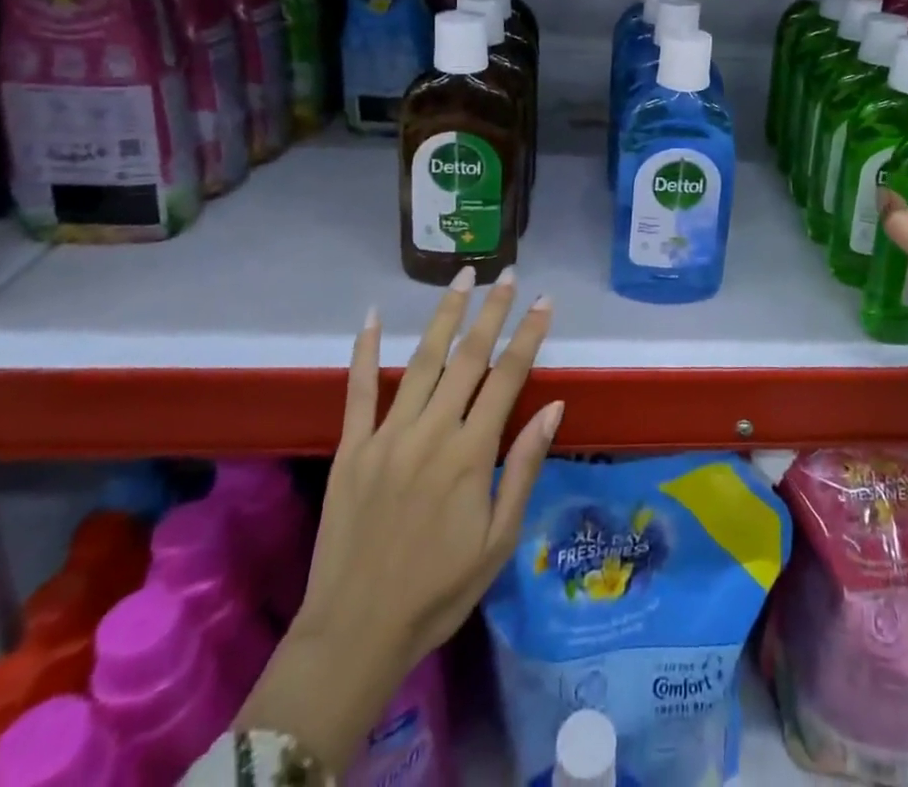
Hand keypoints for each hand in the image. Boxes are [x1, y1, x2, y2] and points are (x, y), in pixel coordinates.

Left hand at [237, 266, 560, 772]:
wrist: (355, 632)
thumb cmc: (439, 591)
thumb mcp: (499, 540)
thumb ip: (524, 467)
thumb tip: (555, 407)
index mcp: (471, 455)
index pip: (508, 378)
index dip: (529, 336)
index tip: (545, 301)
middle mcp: (432, 432)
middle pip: (469, 358)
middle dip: (492, 311)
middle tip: (509, 274)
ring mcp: (388, 435)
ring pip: (423, 361)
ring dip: (445, 315)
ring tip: (462, 277)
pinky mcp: (352, 447)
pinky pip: (359, 390)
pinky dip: (365, 350)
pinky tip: (373, 315)